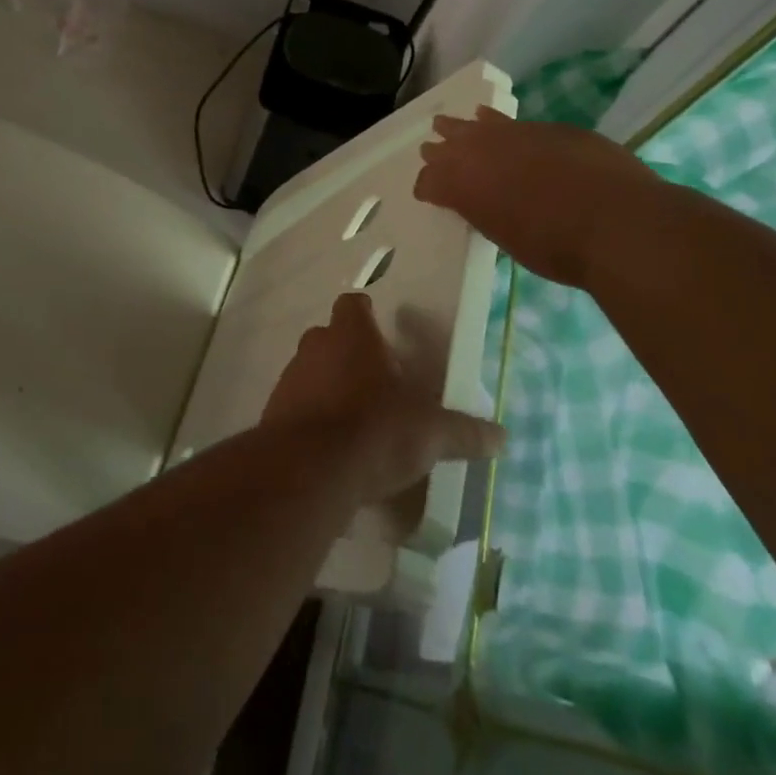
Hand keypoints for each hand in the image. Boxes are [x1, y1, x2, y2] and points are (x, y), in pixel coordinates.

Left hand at [264, 293, 504, 505]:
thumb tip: (502, 436)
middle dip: (350, 354)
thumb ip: (464, 432)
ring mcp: (290, 377)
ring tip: (356, 420)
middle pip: (330, 337)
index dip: (366, 315)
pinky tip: (332, 448)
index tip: (383, 335)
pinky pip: (296, 405)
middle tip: (377, 383)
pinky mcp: (273, 412)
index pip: (354, 304)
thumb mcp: (430, 433)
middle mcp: (316, 346)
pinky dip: (311, 418)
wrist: (308, 470)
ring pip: (311, 370)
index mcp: (352, 334)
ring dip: (328, 386)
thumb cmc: (374, 430)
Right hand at [414, 107, 659, 288]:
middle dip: (438, 150)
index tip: (426, 193)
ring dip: (464, 127)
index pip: (431, 181)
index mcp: (464, 185)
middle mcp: (481, 151)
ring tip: (450, 123)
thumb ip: (488, 213)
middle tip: (429, 150)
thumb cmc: (556, 247)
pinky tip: (495, 120)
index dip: (427, 186)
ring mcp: (516, 133)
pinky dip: (499, 123)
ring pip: (479, 124)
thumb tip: (486, 204)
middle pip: (449, 144)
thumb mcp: (507, 239)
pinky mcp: (550, 128)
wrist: (617, 222)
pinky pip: (513, 122)